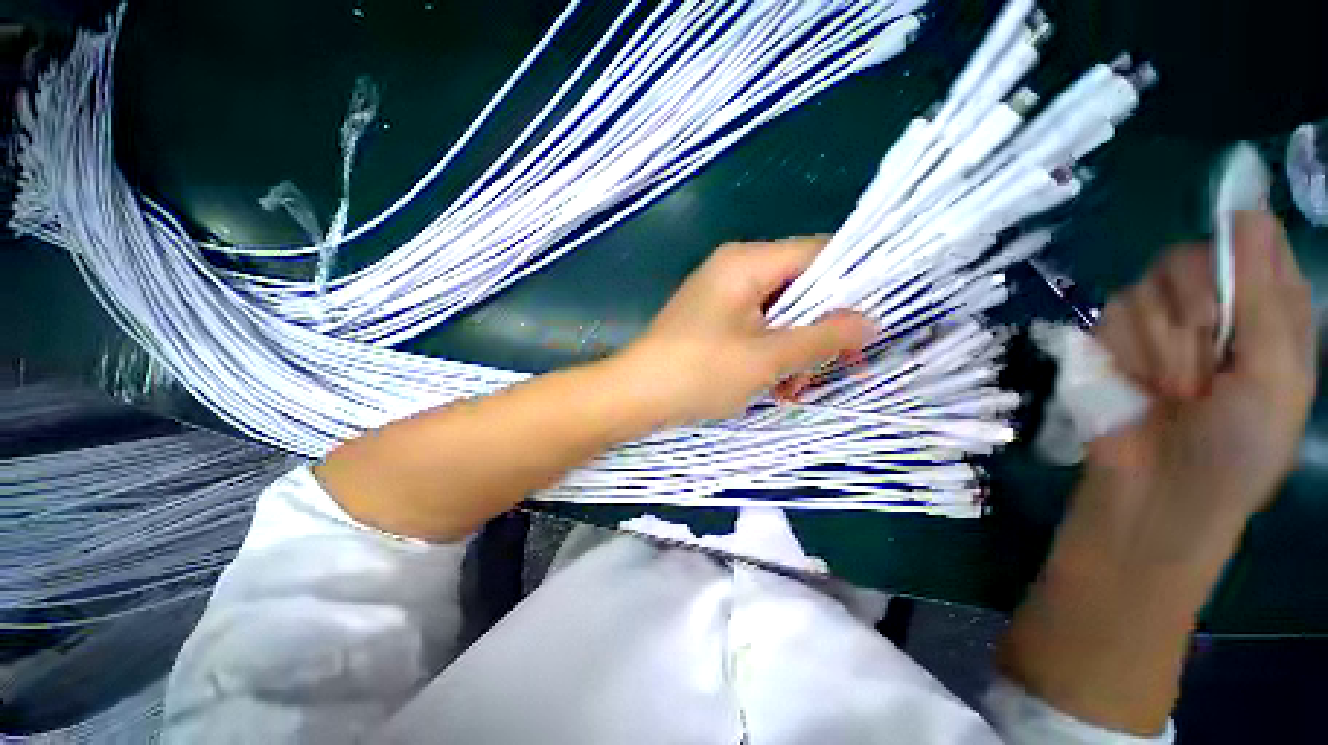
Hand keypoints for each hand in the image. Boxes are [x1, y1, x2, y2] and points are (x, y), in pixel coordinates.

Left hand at [618, 237, 873, 426]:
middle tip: (838, 367)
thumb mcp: (768, 358)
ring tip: (794, 387)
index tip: (872, 320)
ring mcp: (723, 295)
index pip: (819, 253)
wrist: (635, 395)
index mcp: (747, 262)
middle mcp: (736, 269)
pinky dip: (772, 353)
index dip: (851, 283)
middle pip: (801, 286)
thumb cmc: (699, 372)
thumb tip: (869, 322)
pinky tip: (774, 385)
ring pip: (781, 312)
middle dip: (820, 329)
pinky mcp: (715, 319)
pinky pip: (758, 327)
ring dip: (796, 349)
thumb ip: (823, 337)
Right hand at [1089, 210, 1316, 549]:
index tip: (1233, 284)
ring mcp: (1157, 324)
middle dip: (1193, 304)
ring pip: (1144, 287)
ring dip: (1160, 344)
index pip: (1252, 242)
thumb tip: (1249, 214)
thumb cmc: (1236, 448)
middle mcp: (1212, 307)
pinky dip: (1124, 352)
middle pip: (1190, 255)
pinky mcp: (1110, 340)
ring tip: (1170, 390)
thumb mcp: (1274, 378)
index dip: (1238, 250)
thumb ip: (1268, 298)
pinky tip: (1135, 384)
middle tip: (1205, 349)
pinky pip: (1108, 315)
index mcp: (1266, 312)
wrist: (1157, 491)